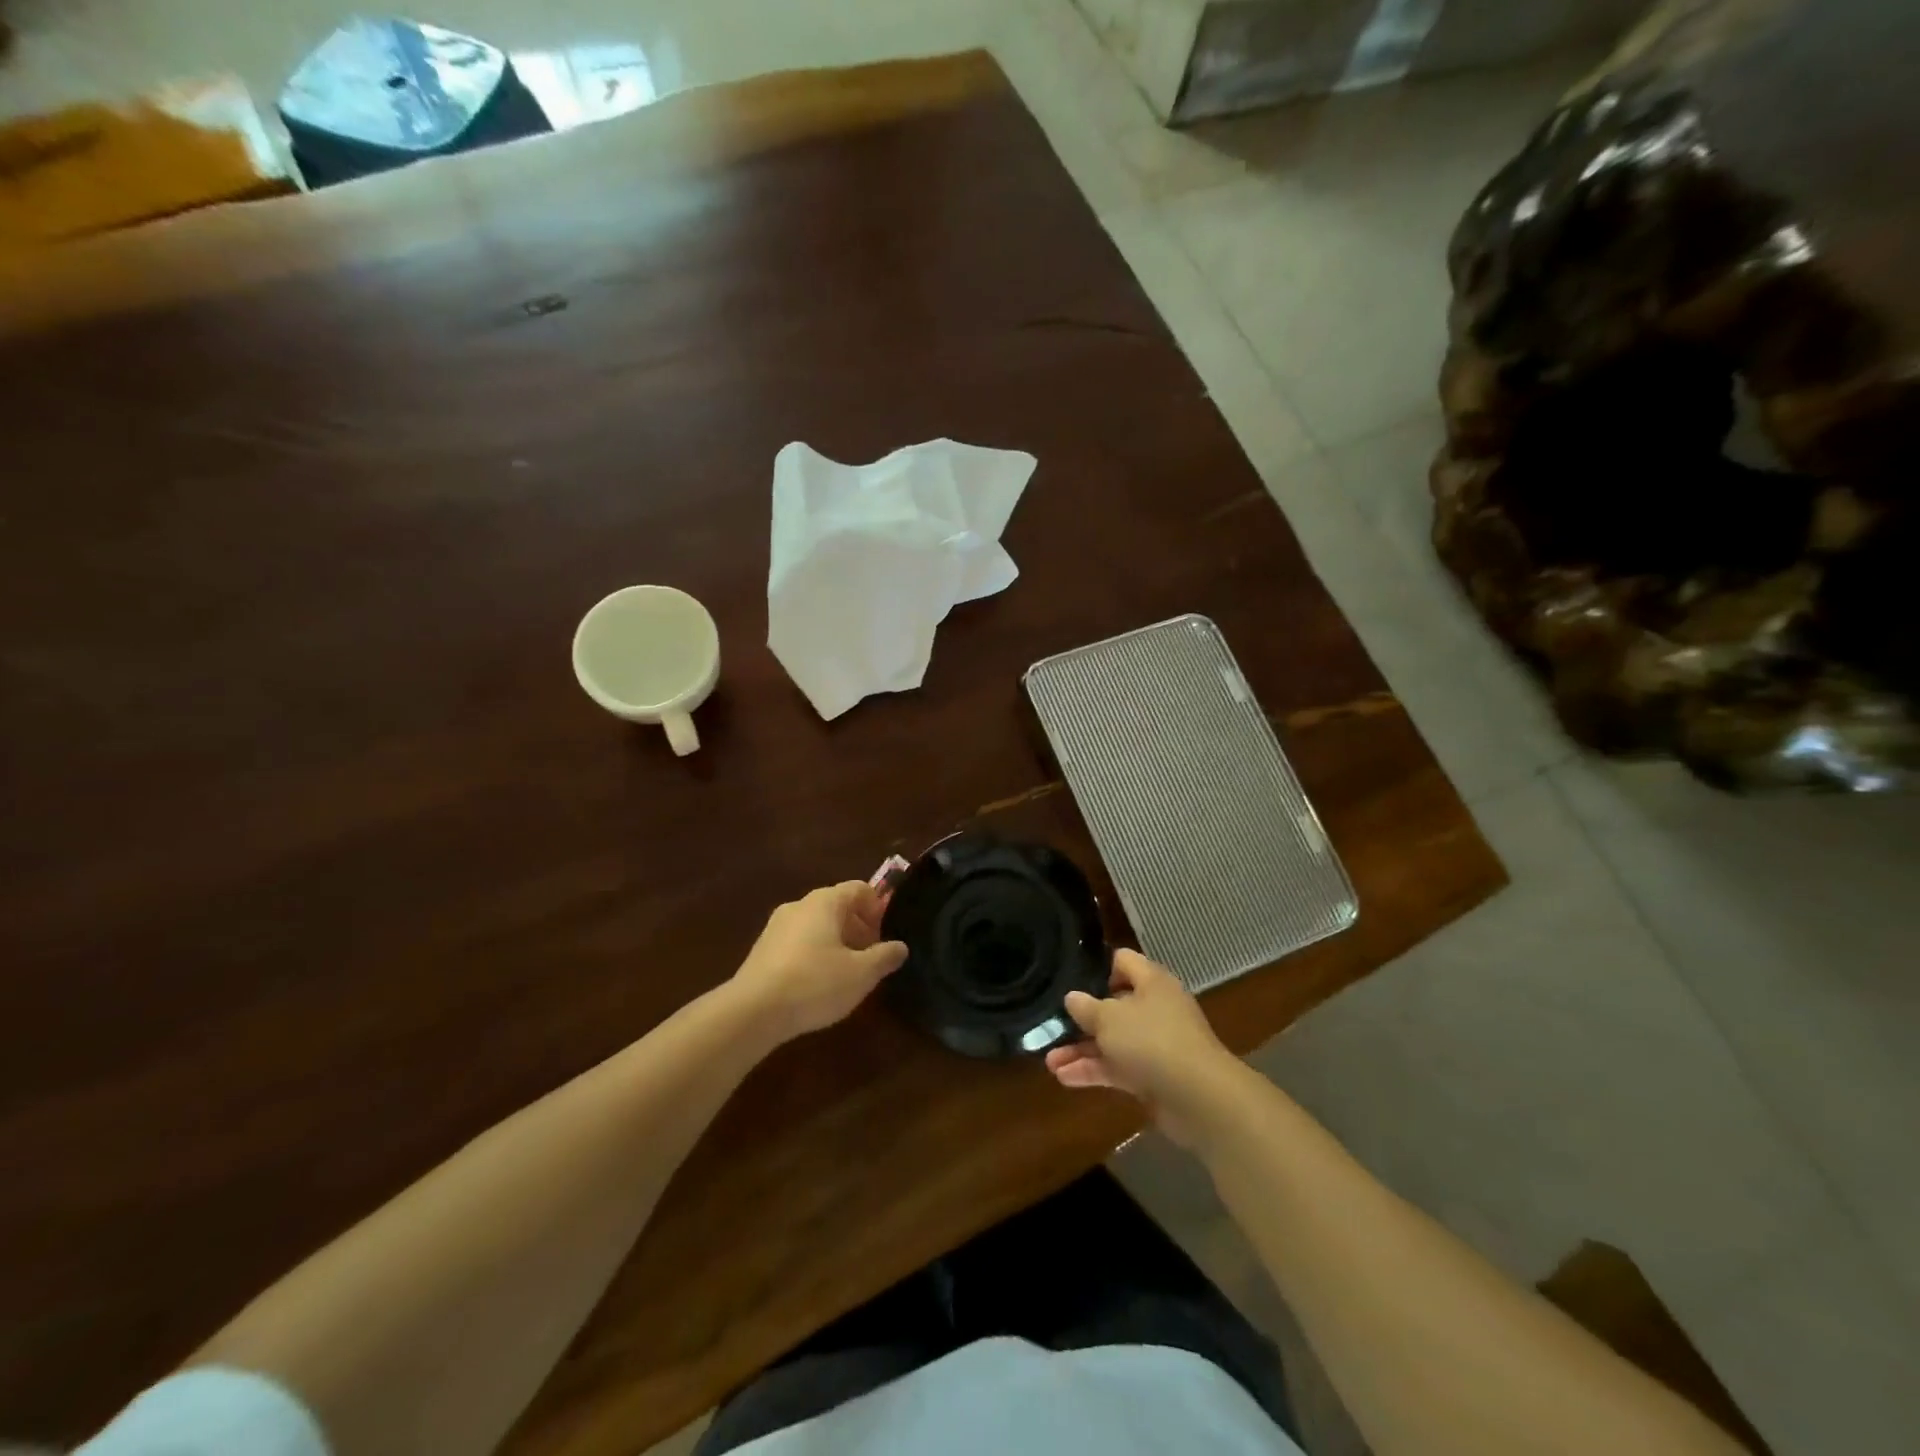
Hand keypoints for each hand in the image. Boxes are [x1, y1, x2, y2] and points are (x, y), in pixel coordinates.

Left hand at [730, 881, 907, 1041]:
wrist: (752, 1011)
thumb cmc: (815, 983)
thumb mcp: (861, 974)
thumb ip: (885, 957)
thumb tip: (900, 947)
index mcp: (825, 901)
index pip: (860, 889)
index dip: (878, 908)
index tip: (886, 935)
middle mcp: (800, 905)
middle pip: (838, 907)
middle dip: (859, 929)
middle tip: (871, 958)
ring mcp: (776, 926)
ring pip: (817, 925)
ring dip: (837, 943)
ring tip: (847, 975)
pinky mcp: (763, 950)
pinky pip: (798, 942)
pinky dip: (815, 954)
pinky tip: (818, 985)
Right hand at [1044, 949, 1237, 1144]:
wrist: (1199, 1098)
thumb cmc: (1152, 1041)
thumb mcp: (1109, 1018)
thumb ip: (1086, 1007)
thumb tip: (1072, 997)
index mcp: (1151, 982)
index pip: (1123, 961)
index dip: (1098, 968)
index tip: (1072, 980)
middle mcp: (1155, 1008)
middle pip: (1114, 1005)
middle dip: (1082, 1018)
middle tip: (1053, 1025)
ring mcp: (1155, 1044)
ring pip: (1112, 1041)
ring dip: (1082, 1050)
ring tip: (1049, 1062)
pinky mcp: (1153, 1076)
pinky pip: (1118, 1068)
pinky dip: (1094, 1072)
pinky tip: (1065, 1079)